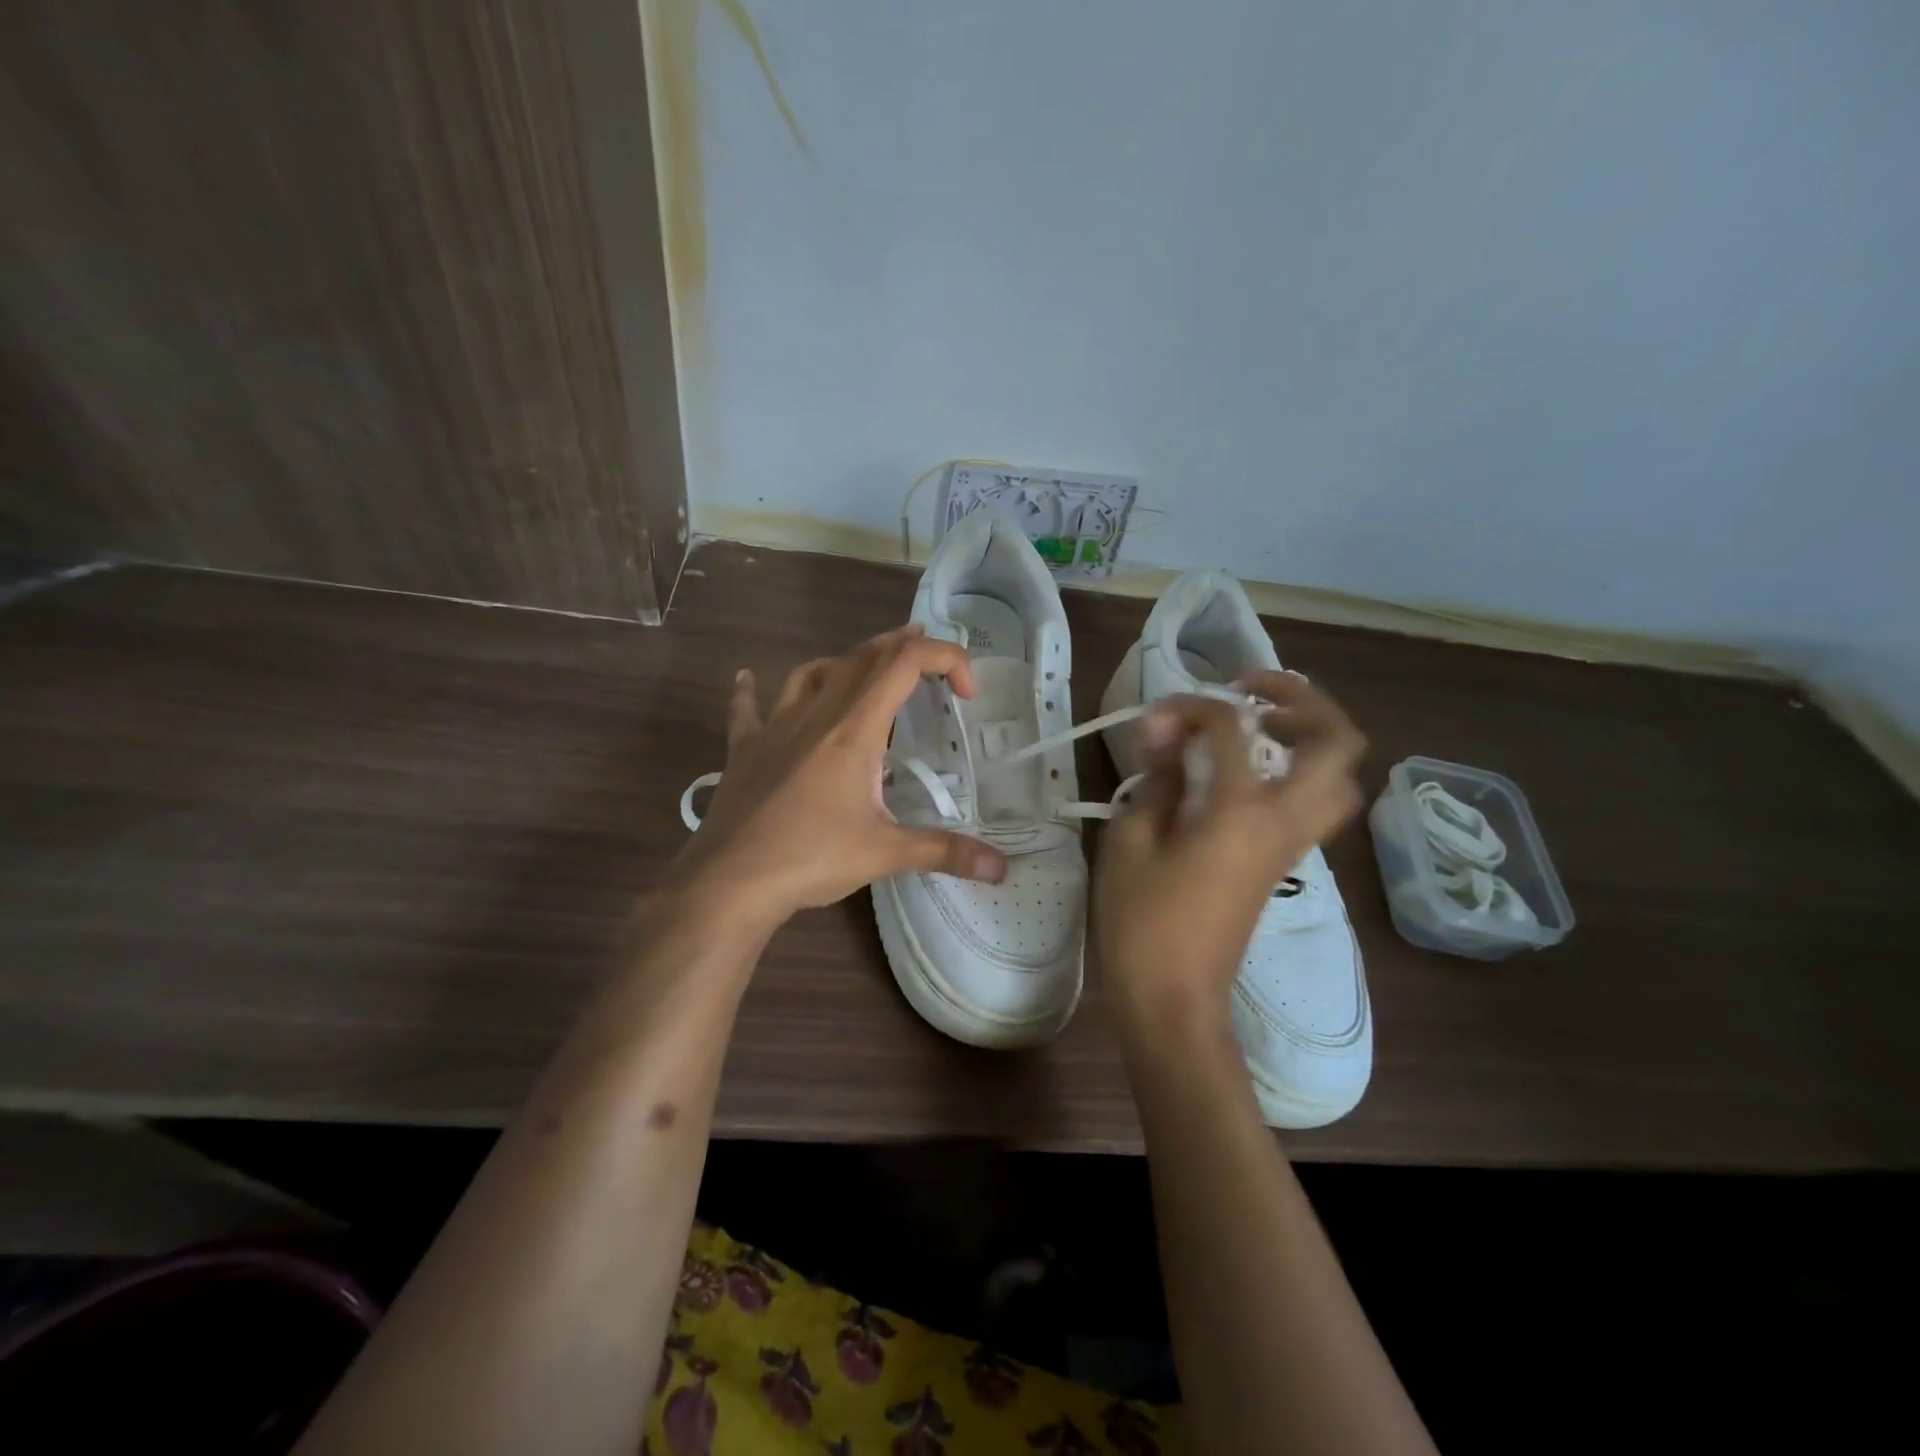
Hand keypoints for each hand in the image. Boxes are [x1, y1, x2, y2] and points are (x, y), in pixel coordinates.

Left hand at [675, 626, 1007, 926]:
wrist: (729, 881)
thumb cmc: (810, 858)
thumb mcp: (885, 854)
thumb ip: (944, 852)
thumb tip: (1001, 869)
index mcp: (854, 728)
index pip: (905, 663)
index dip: (944, 658)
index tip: (966, 693)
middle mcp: (816, 714)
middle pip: (863, 657)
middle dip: (901, 647)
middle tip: (928, 655)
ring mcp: (775, 727)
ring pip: (812, 672)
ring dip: (845, 663)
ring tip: (865, 671)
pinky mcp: (745, 749)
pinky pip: (748, 707)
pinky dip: (752, 690)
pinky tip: (747, 679)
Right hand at [1095, 672, 1365, 1037]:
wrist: (1174, 1000)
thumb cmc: (1143, 922)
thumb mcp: (1131, 842)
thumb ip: (1155, 780)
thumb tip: (1164, 734)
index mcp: (1242, 812)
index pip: (1230, 730)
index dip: (1191, 707)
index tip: (1156, 716)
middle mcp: (1284, 821)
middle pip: (1337, 743)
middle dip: (1300, 700)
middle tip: (1248, 694)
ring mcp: (1292, 845)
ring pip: (1340, 777)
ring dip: (1311, 737)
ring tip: (1257, 728)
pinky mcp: (1283, 863)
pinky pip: (1315, 802)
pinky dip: (1297, 770)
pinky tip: (1246, 772)